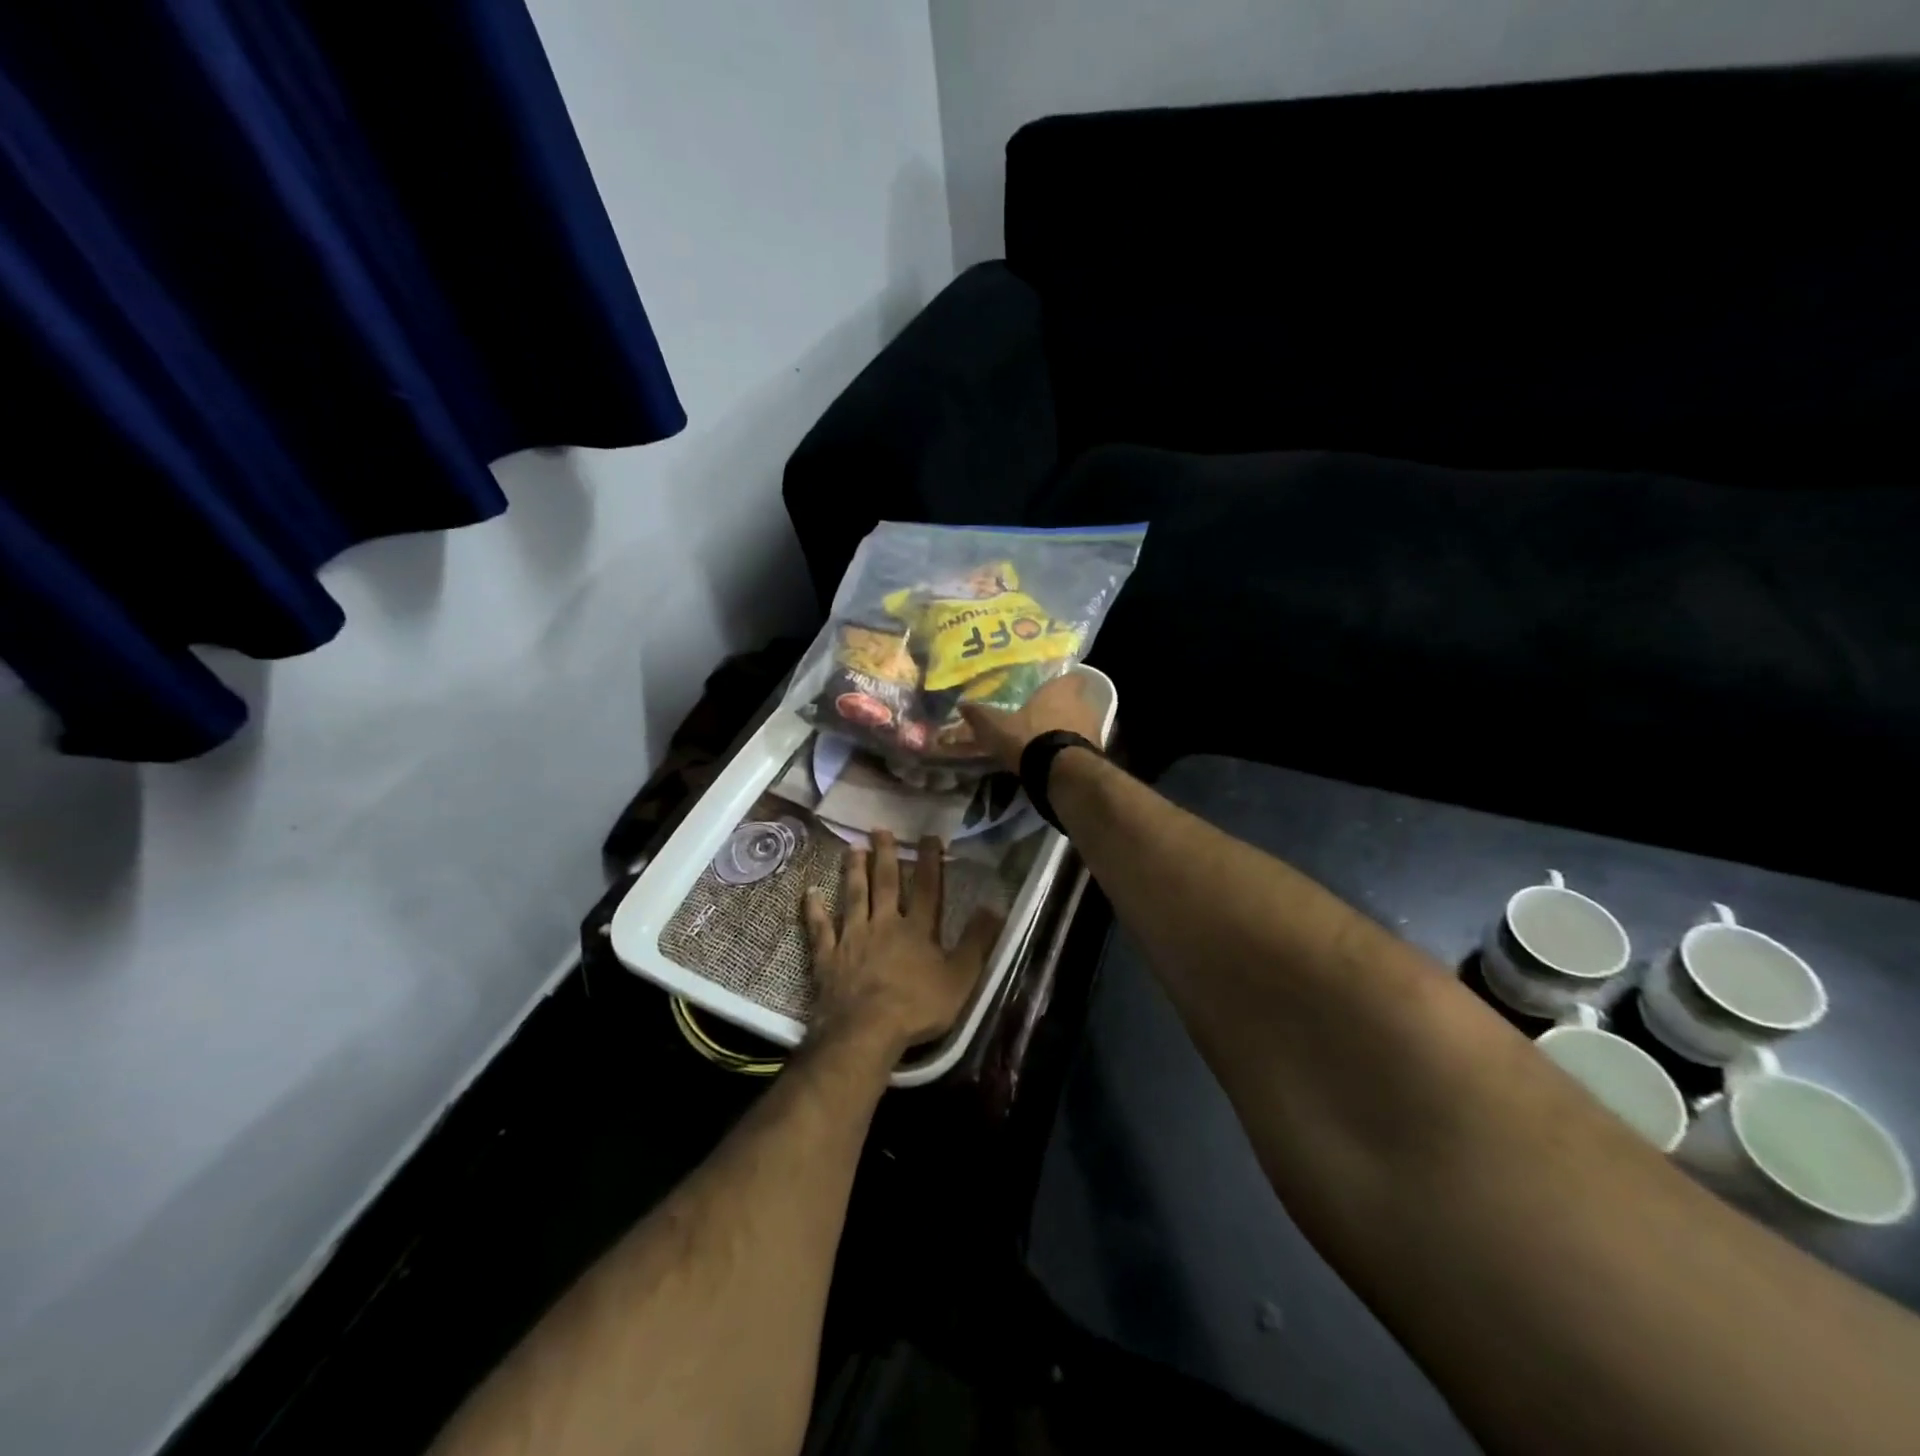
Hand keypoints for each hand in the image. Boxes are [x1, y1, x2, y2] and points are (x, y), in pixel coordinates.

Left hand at [803, 831, 1001, 1055]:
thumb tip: (995, 906)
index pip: (928, 888)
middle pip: (886, 883)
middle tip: (879, 829)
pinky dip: (814, 910)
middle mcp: (884, 924)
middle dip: (885, 855)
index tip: (928, 836)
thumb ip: (977, 942)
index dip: (930, 861)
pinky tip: (810, 893)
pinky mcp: (828, 956)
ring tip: (852, 848)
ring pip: (854, 897)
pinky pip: (820, 928)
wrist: (865, 1032)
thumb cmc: (917, 1007)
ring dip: (854, 871)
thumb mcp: (960, 978)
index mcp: (918, 929)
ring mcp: (853, 938)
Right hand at [958, 668, 1104, 773]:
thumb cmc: (1030, 738)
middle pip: (1075, 701)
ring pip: (1082, 724)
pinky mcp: (1098, 754)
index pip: (1070, 676)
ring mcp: (1095, 729)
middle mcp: (1083, 704)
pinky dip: (1072, 752)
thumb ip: (981, 716)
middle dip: (1062, 709)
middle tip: (1043, 718)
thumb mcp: (996, 727)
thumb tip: (962, 704)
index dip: (1060, 683)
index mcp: (1061, 690)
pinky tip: (1057, 762)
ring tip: (1049, 743)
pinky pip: (1083, 747)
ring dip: (1069, 731)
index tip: (1048, 690)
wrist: (1062, 773)